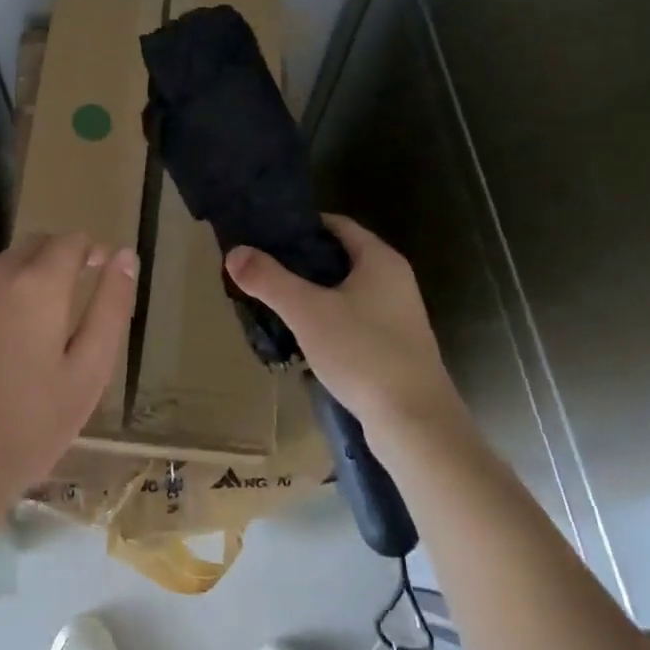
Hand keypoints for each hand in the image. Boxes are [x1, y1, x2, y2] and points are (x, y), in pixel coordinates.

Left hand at [0, 232, 137, 506]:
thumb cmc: (30, 426)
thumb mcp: (89, 372)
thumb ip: (111, 305)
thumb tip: (123, 255)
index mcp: (39, 283)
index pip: (71, 240)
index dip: (89, 254)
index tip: (95, 278)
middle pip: (34, 245)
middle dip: (55, 263)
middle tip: (60, 313)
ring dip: (17, 280)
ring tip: (20, 334)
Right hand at [225, 215, 467, 459]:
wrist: (415, 424)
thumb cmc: (363, 353)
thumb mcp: (307, 311)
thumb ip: (269, 279)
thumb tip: (234, 252)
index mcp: (380, 259)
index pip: (336, 224)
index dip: (301, 226)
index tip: (266, 235)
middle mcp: (394, 280)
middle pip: (339, 257)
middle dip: (301, 262)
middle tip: (262, 269)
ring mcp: (398, 316)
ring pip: (345, 291)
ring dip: (313, 294)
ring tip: (274, 302)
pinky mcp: (395, 348)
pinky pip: (353, 320)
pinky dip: (327, 320)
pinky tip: (303, 338)